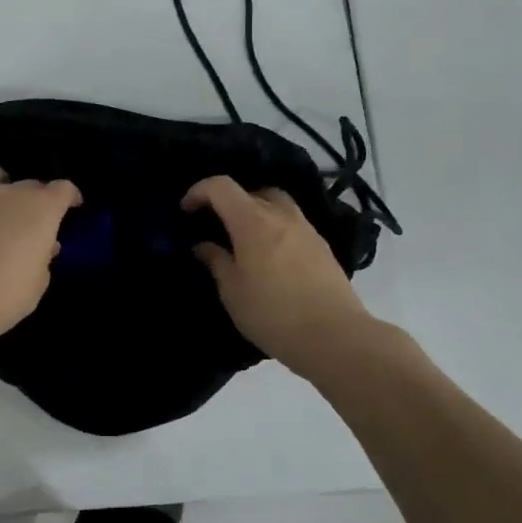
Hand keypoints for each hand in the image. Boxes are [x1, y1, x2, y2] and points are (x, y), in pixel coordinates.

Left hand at [0, 163, 80, 348]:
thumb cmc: (5, 294)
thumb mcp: (38, 282)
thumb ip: (43, 257)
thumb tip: (42, 245)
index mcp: (41, 207)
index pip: (63, 189)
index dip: (70, 197)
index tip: (73, 207)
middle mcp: (11, 193)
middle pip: (31, 184)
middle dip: (37, 199)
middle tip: (35, 223)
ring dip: (2, 189)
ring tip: (2, 211)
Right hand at [183, 175, 369, 377]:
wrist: (335, 336)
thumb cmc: (273, 314)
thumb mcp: (233, 292)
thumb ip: (216, 261)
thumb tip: (204, 245)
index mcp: (252, 221)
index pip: (221, 187)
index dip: (199, 192)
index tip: (186, 211)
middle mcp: (280, 215)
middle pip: (250, 190)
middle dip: (228, 201)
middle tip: (216, 226)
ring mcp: (305, 228)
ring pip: (275, 203)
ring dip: (255, 211)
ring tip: (244, 239)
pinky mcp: (322, 245)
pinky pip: (291, 222)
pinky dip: (275, 227)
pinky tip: (270, 255)